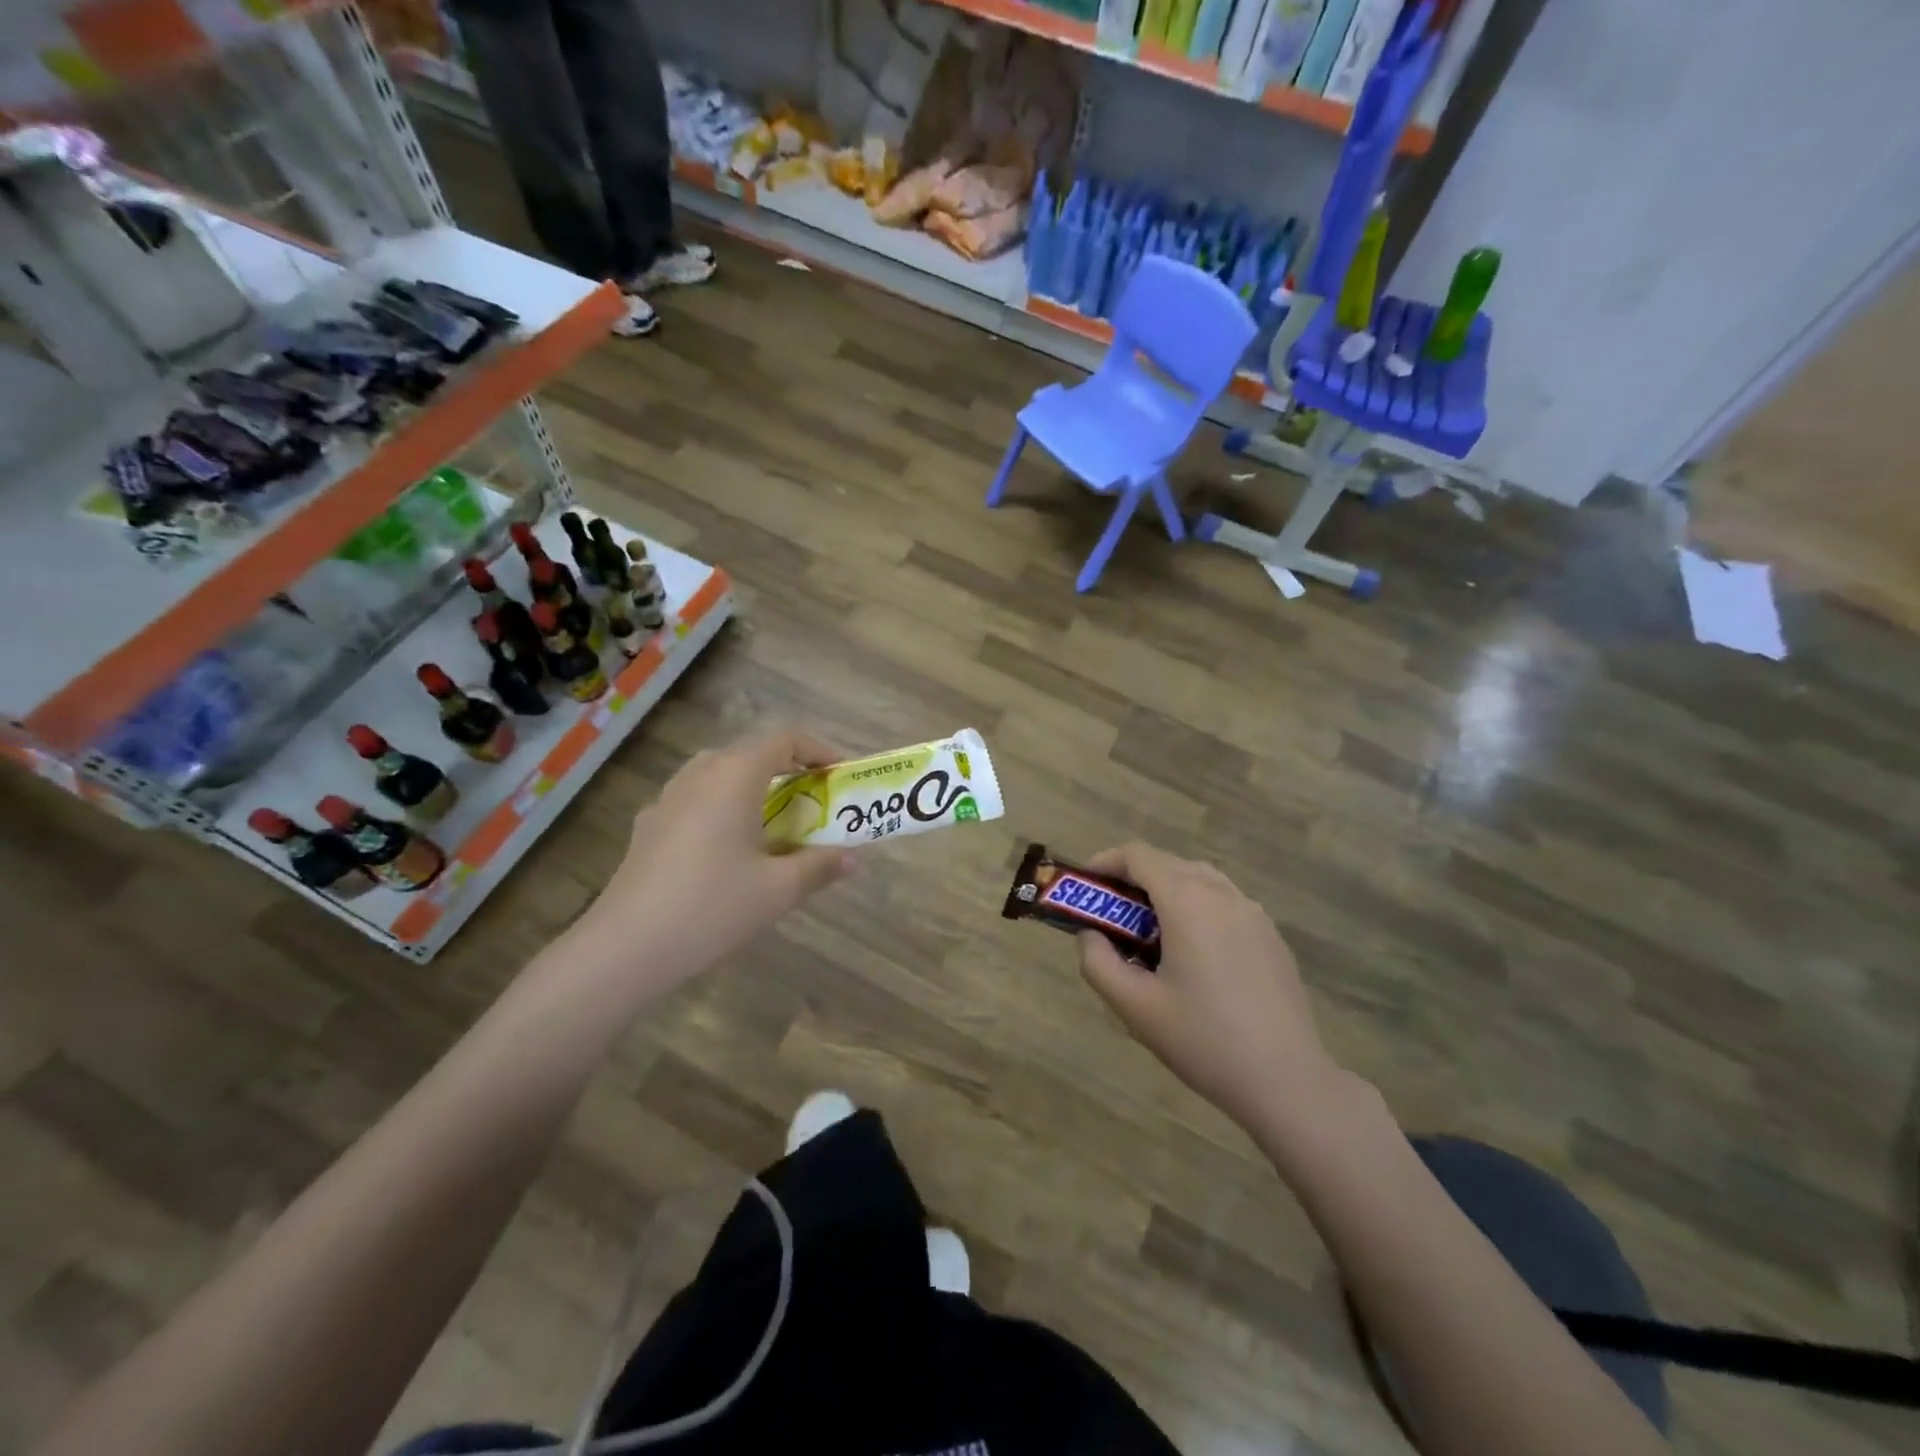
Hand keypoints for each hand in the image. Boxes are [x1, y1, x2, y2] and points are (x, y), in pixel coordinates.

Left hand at [583, 726, 855, 984]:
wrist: (626, 946)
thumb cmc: (712, 906)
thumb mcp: (778, 889)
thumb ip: (819, 866)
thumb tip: (852, 858)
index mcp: (735, 775)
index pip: (786, 739)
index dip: (819, 750)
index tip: (839, 777)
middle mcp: (700, 773)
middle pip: (753, 753)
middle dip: (789, 771)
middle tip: (813, 803)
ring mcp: (669, 797)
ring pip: (721, 774)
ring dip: (754, 788)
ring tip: (774, 823)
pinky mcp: (649, 824)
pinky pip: (697, 799)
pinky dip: (723, 808)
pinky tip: (727, 849)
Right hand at [1076, 842, 1347, 1140]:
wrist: (1286, 1080)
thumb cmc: (1203, 1040)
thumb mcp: (1134, 1007)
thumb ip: (1098, 962)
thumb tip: (1090, 935)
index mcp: (1187, 902)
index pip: (1139, 855)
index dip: (1106, 861)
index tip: (1086, 884)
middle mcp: (1222, 894)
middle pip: (1169, 863)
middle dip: (1133, 878)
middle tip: (1110, 914)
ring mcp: (1253, 912)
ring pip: (1200, 879)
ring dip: (1167, 889)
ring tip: (1149, 932)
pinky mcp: (1271, 935)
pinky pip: (1225, 902)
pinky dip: (1197, 906)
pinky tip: (1193, 953)